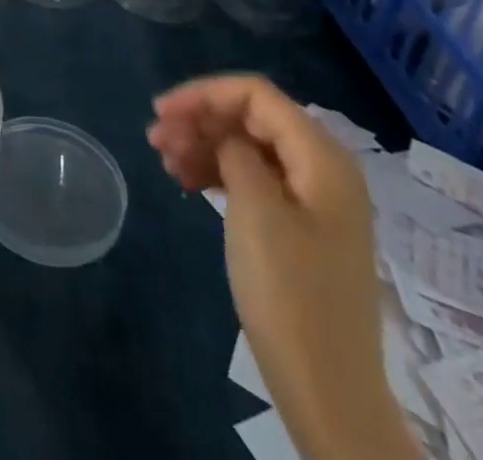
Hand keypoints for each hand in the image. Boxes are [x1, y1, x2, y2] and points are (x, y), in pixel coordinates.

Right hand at [149, 76, 418, 459]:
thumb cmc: (290, 292)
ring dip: (204, 146)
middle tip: (154, 138)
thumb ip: (236, 152)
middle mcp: (323, 169)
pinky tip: (187, 182)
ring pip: (249, 148)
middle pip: (251, 119)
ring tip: (165, 161)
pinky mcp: (301, 228)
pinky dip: (219, 174)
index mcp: (322, 157)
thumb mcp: (256, 209)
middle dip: (200, 120)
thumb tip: (226, 137)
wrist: (327, 390)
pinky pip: (255, 179)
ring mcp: (314, 201)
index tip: (161, 111)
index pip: (255, 95)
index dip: (204, 94)